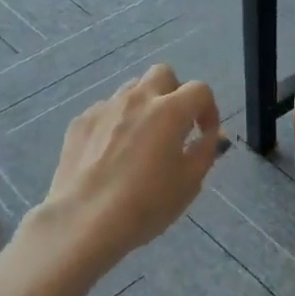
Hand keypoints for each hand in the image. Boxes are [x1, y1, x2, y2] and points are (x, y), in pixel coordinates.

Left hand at [35, 63, 222, 273]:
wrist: (84, 221)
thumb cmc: (146, 205)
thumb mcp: (189, 183)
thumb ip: (206, 150)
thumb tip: (213, 134)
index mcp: (169, 111)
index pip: (199, 90)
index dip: (209, 110)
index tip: (205, 135)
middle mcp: (137, 99)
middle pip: (163, 74)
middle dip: (175, 93)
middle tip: (175, 126)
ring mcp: (105, 108)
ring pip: (131, 90)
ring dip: (144, 106)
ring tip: (142, 140)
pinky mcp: (80, 122)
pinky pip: (106, 111)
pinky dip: (117, 123)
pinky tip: (112, 154)